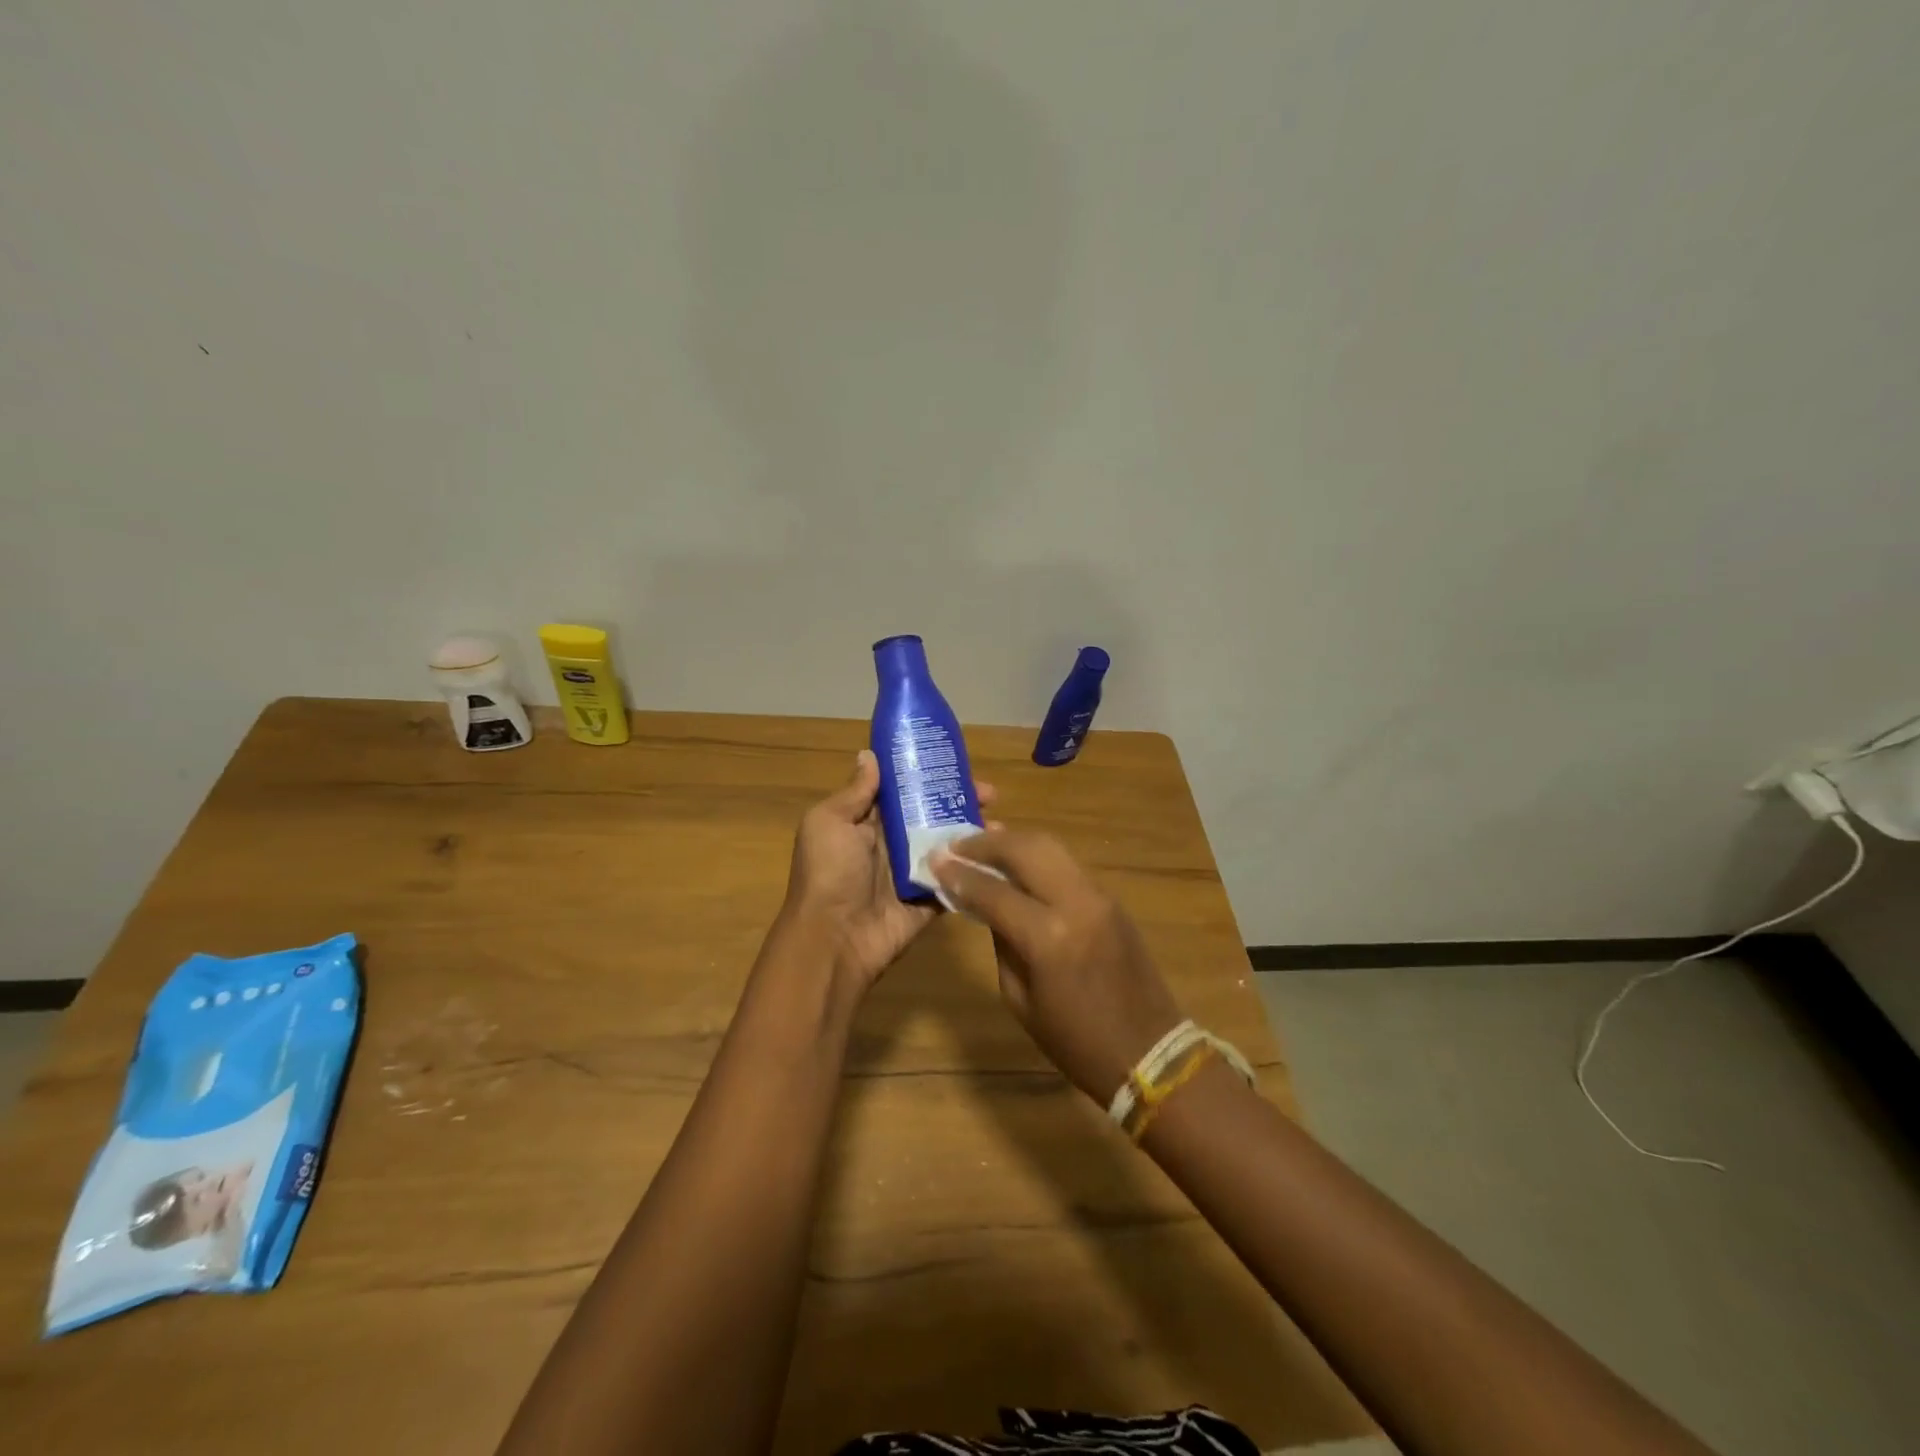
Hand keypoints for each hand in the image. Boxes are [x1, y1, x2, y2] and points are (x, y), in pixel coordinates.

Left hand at [778, 749, 995, 989]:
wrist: (834, 939)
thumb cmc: (828, 873)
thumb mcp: (829, 822)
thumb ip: (854, 792)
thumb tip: (869, 755)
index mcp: (866, 822)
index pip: (902, 791)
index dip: (927, 775)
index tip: (957, 763)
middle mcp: (891, 844)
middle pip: (931, 815)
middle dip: (960, 801)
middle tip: (990, 794)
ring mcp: (913, 872)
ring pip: (948, 845)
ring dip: (974, 832)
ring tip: (999, 821)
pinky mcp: (929, 899)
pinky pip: (956, 879)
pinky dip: (976, 867)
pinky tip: (999, 856)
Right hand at [929, 830, 1183, 1103]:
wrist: (1150, 1051)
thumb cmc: (1076, 1041)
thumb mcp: (1020, 1000)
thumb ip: (1001, 943)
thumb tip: (986, 904)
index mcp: (1048, 937)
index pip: (993, 890)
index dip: (959, 873)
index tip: (935, 860)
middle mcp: (1076, 903)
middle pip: (1026, 848)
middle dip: (986, 842)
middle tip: (957, 844)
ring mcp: (1099, 896)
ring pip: (1050, 847)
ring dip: (1013, 842)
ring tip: (983, 844)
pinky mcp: (1112, 899)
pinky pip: (1066, 865)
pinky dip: (1037, 857)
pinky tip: (1017, 863)